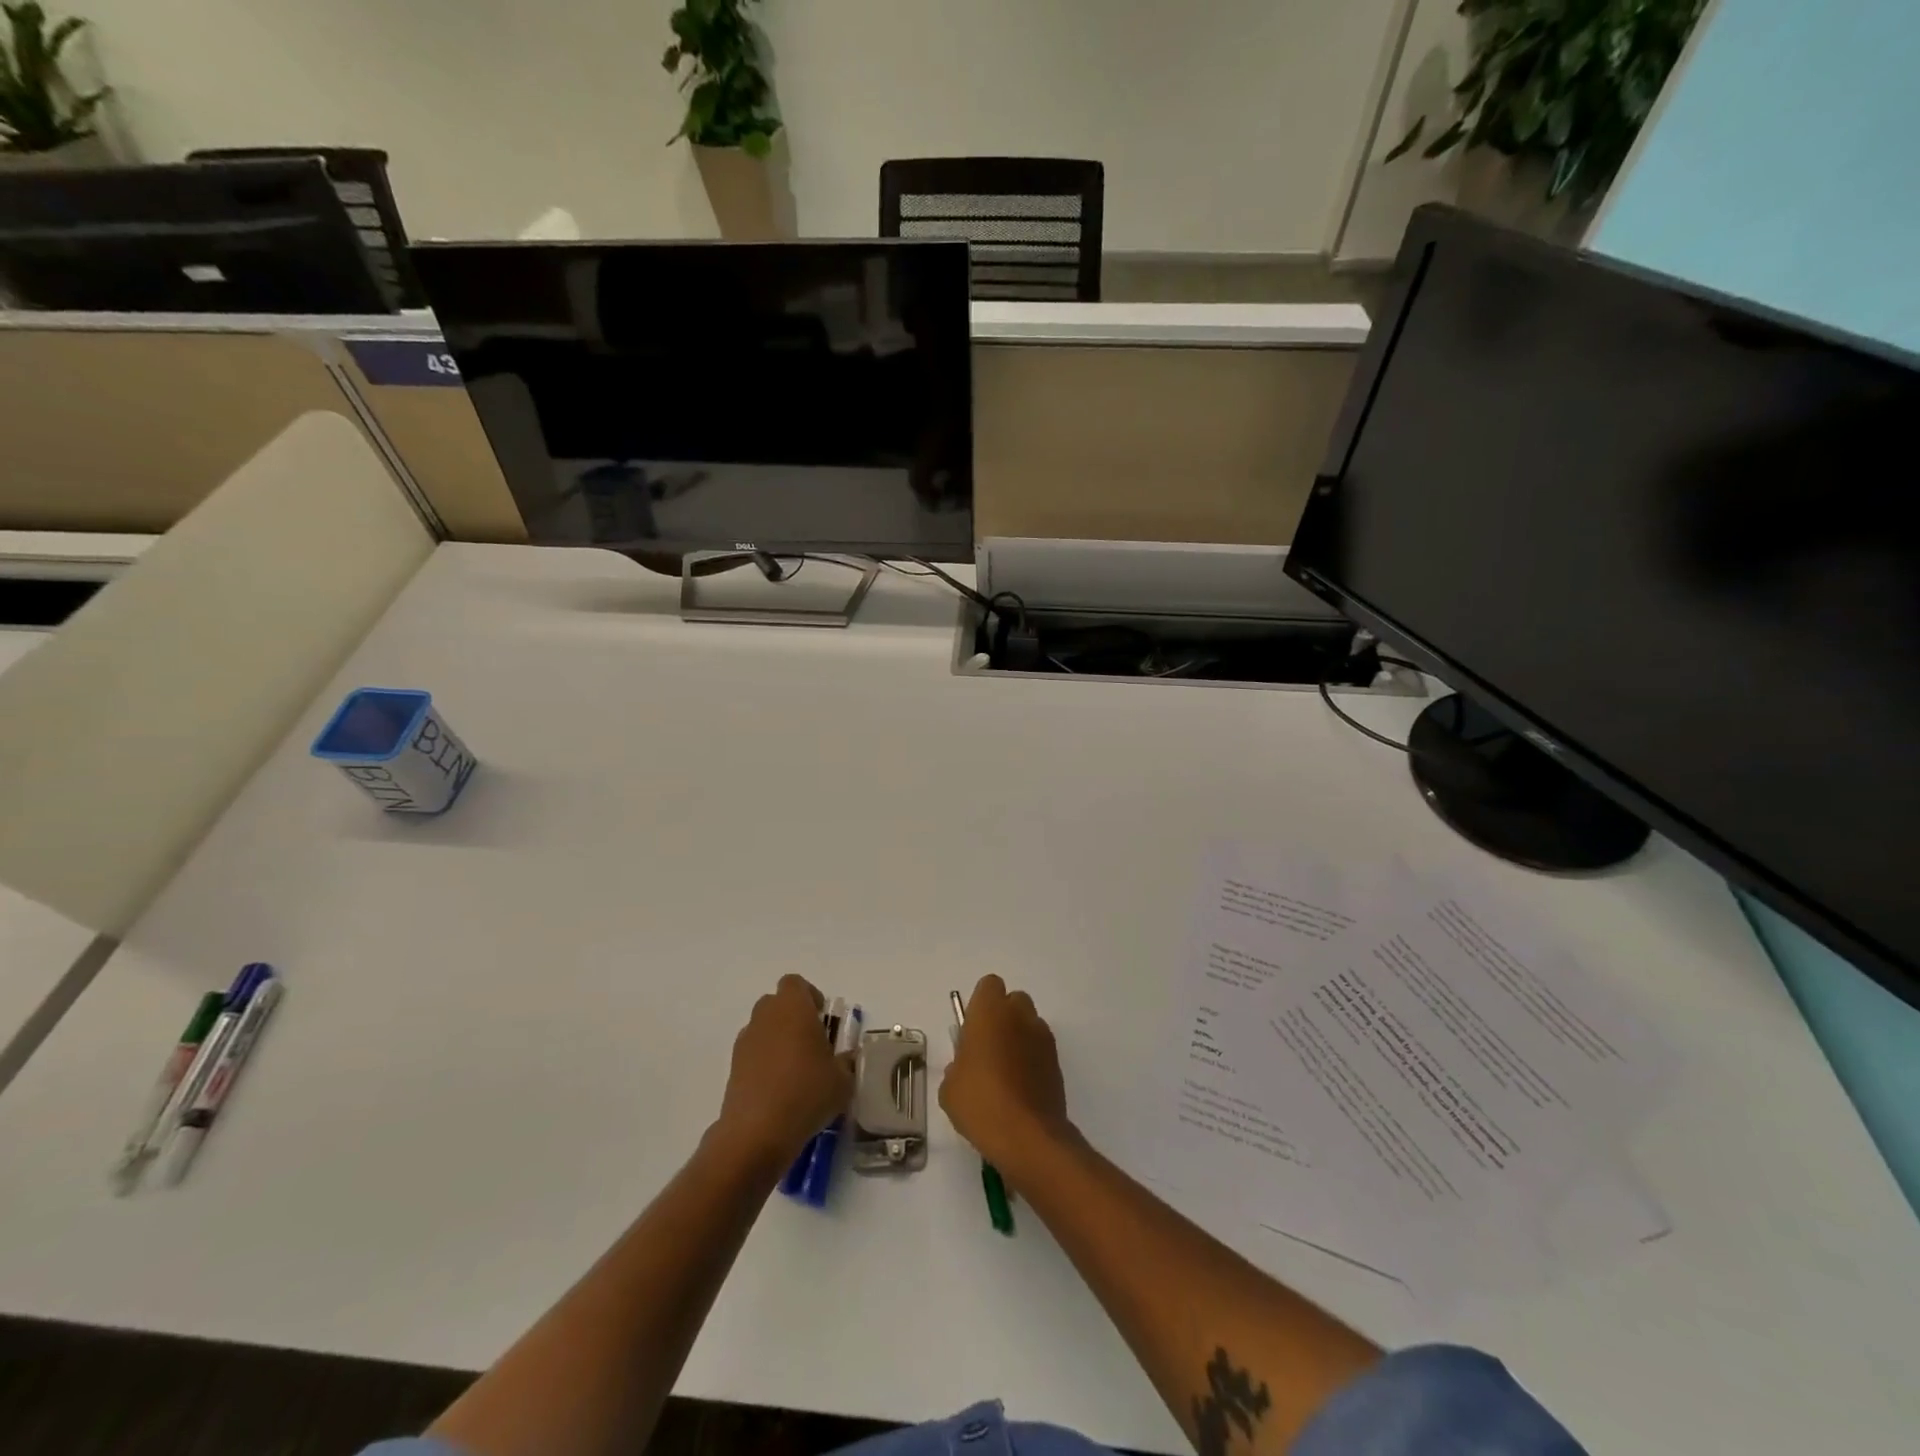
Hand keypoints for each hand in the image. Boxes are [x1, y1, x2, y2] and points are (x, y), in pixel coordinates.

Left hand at [714, 975, 854, 1168]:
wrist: (757, 1132)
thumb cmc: (807, 1092)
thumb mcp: (843, 1080)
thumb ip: (846, 1062)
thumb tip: (845, 1059)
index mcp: (793, 1007)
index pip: (795, 983)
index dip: (809, 996)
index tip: (822, 1018)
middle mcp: (765, 1017)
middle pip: (776, 1004)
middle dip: (792, 1017)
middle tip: (811, 1043)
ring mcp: (745, 1042)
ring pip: (763, 1029)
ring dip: (777, 1040)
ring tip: (795, 1071)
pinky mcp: (733, 1068)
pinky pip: (752, 1055)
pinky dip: (764, 1064)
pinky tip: (778, 1091)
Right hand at [939, 975, 1073, 1180]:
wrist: (1027, 1136)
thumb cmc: (980, 1102)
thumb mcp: (950, 1087)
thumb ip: (957, 1066)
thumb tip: (965, 1067)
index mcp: (990, 1011)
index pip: (989, 986)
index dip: (980, 1004)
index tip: (971, 1029)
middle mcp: (1020, 1015)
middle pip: (1013, 1001)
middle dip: (1002, 1017)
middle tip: (987, 1048)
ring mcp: (1043, 1038)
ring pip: (1029, 1025)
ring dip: (1019, 1038)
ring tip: (1005, 1073)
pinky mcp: (1057, 1062)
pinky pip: (1040, 1050)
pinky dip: (1031, 1060)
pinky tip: (1019, 1089)